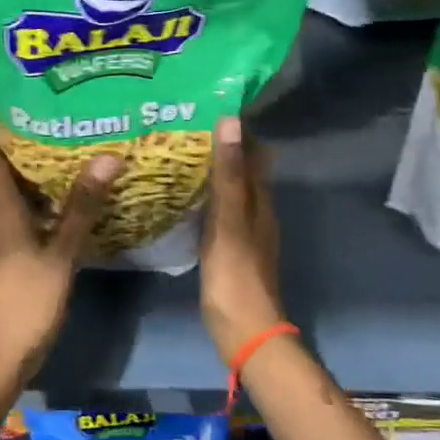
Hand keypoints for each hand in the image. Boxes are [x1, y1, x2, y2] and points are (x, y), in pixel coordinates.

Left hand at [0, 102, 119, 381]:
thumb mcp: (60, 251)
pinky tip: (64, 182)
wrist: (1, 351)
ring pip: (7, 181)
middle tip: (41, 97)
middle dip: (9, 128)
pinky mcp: (9, 245)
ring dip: (23, 156)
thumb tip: (107, 157)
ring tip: (57, 128)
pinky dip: (36, 186)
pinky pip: (20, 202)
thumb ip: (83, 205)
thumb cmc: (25, 298)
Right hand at [200, 116, 285, 362]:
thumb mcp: (228, 220)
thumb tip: (231, 121)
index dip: (238, 130)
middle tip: (183, 128)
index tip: (208, 107)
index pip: (255, 152)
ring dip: (214, 171)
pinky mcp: (231, 249)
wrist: (244, 332)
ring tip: (178, 154)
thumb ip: (229, 174)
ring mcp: (245, 232)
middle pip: (244, 170)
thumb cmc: (235, 275)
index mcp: (261, 201)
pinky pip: (220, 211)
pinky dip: (206, 196)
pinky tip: (183, 197)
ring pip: (232, 190)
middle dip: (222, 147)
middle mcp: (258, 212)